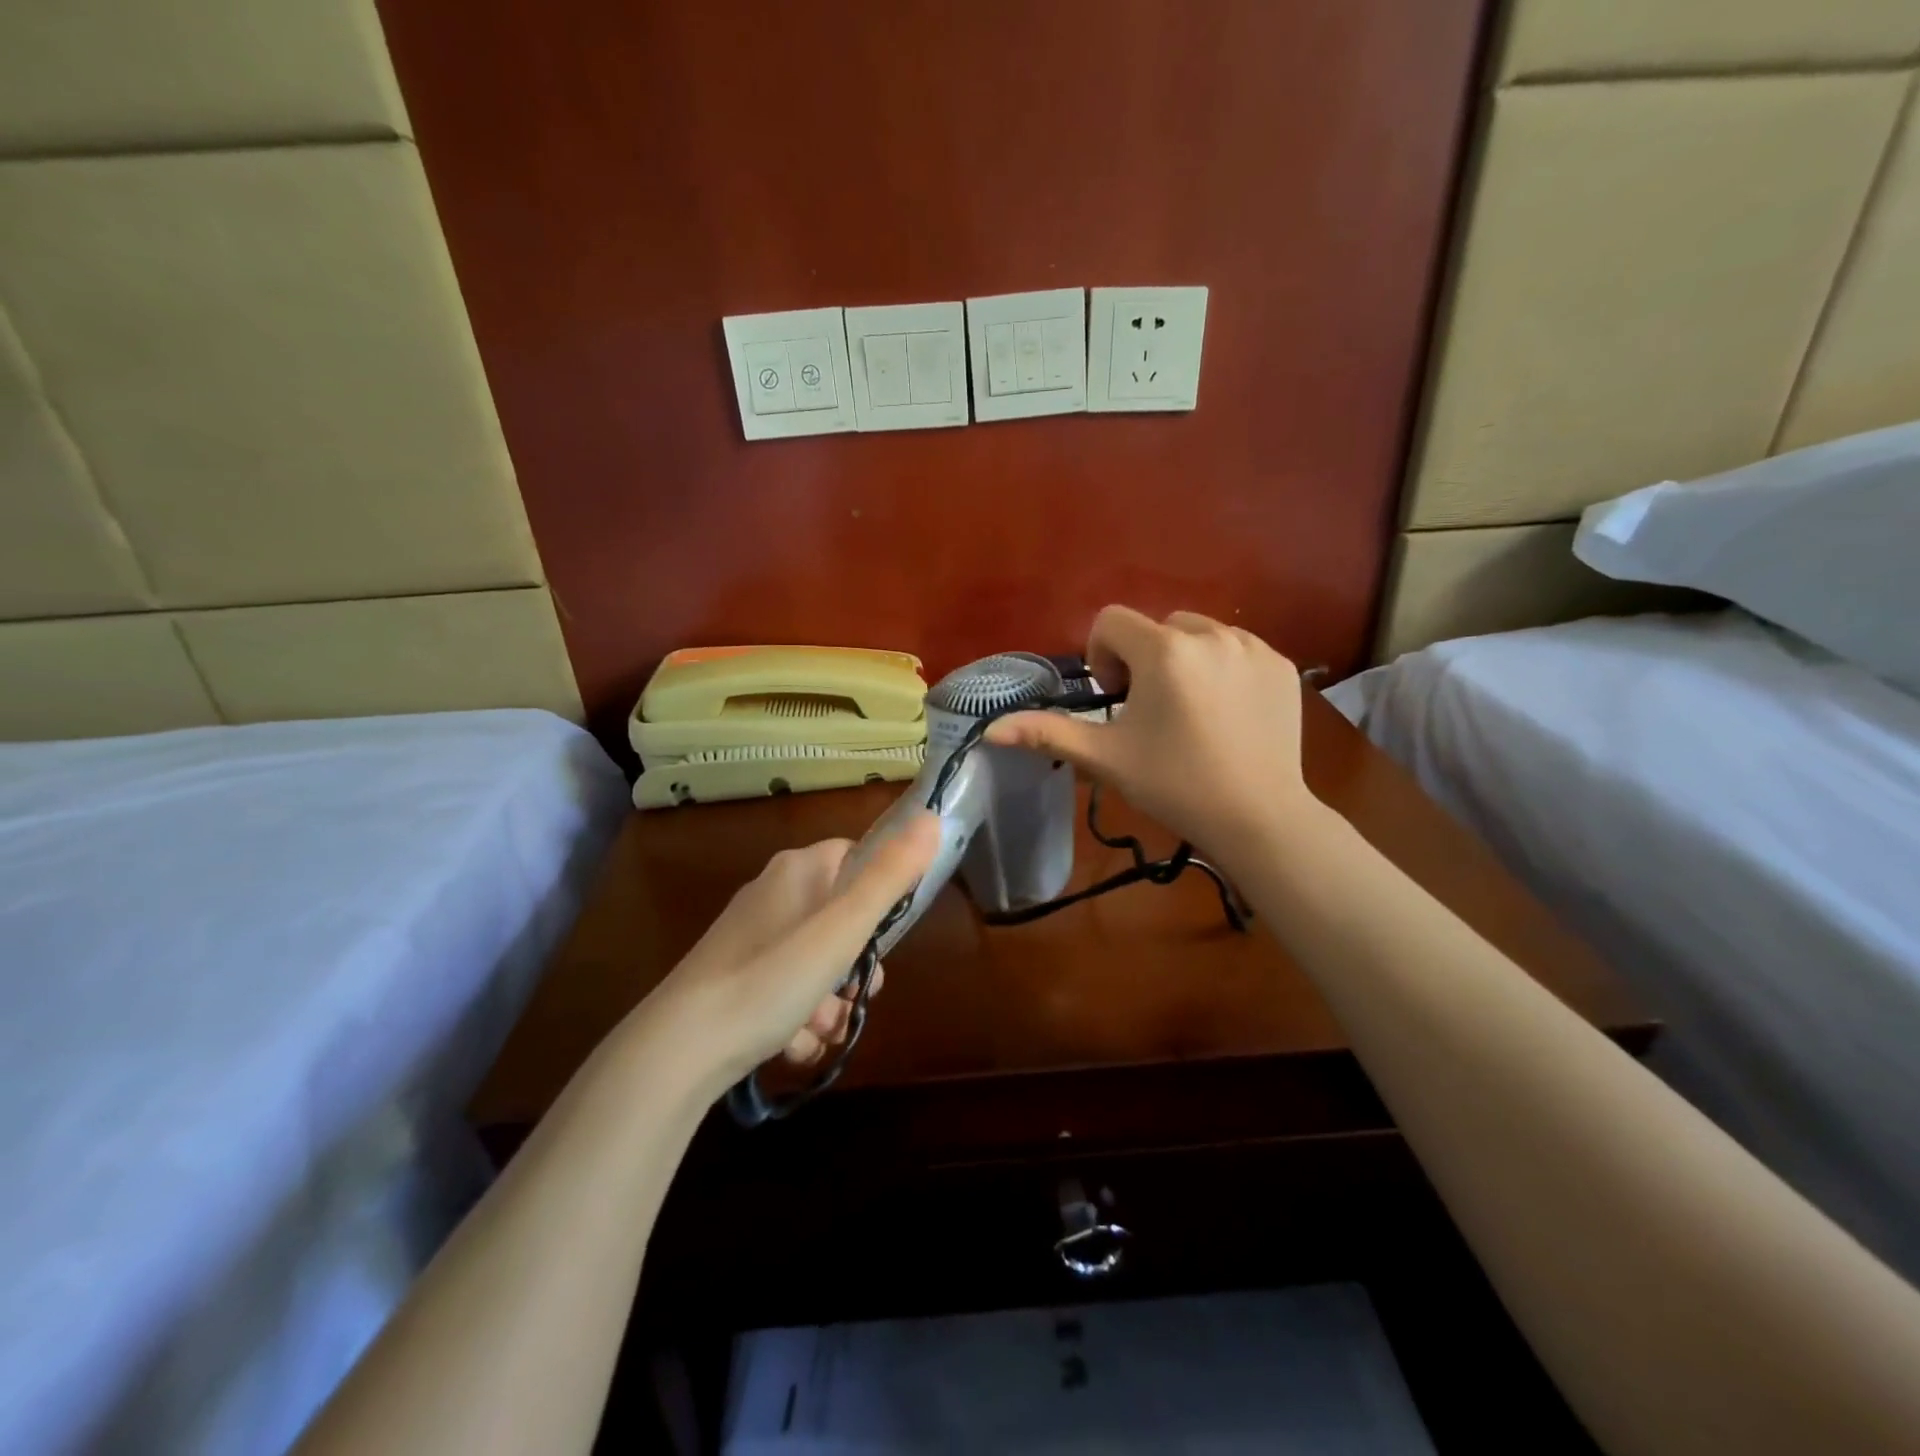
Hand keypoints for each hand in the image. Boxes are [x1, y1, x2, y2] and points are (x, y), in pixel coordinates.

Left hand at [646, 810, 941, 1093]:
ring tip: (822, 1031)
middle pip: (840, 918)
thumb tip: (932, 818)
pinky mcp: (734, 978)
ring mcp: (751, 938)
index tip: (887, 935)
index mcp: (798, 870)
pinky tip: (793, 1046)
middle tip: (859, 996)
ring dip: (830, 1001)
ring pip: (816, 962)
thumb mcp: (842, 928)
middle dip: (856, 965)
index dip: (880, 894)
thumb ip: (889, 876)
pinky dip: (798, 1019)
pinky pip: (786, 989)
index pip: (856, 858)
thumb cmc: (772, 978)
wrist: (679, 1049)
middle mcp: (773, 894)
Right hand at [987, 606, 1312, 864]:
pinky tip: (1226, 715)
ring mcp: (1253, 647)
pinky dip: (1223, 670)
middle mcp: (1211, 635)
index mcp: (1164, 651)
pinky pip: (1237, 649)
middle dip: (1144, 659)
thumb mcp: (1106, 758)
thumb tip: (990, 731)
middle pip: (1156, 627)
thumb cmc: (1175, 785)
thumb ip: (1048, 733)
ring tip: (1190, 712)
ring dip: (1183, 662)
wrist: (1258, 818)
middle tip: (1151, 712)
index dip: (1103, 657)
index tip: (1116, 700)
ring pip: (1199, 635)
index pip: (1111, 621)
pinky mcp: (1282, 665)